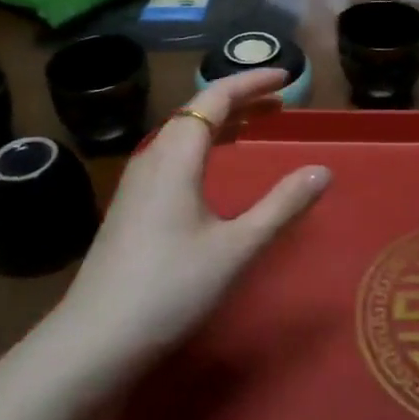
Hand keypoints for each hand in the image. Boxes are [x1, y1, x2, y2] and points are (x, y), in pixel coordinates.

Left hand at [56, 68, 329, 363]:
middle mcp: (153, 157)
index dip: (252, 82)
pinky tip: (213, 169)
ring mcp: (137, 182)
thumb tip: (323, 170)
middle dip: (240, 100)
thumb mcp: (237, 248)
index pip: (216, 97)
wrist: (95, 341)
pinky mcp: (131, 205)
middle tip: (279, 103)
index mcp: (176, 155)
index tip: (286, 77)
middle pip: (198, 111)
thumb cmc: (171, 288)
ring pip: (183, 134)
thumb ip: (282, 206)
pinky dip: (203, 145)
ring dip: (220, 123)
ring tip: (254, 126)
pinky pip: (172, 155)